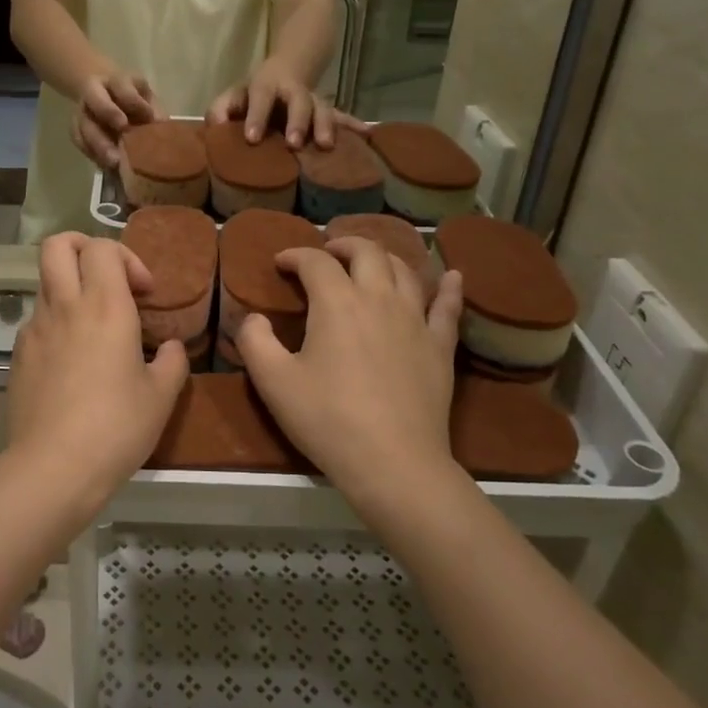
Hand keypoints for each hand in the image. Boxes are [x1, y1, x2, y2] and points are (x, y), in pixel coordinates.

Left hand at [6, 234, 189, 507]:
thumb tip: (172, 347)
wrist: (54, 467)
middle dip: (83, 247)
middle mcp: (65, 306)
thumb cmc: (116, 426)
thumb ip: (173, 362)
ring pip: (46, 282)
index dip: (127, 258)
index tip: (144, 292)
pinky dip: (56, 324)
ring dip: (70, 288)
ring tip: (93, 326)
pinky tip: (71, 361)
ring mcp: (34, 329)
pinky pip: (37, 321)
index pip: (103, 248)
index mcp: (104, 306)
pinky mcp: (17, 355)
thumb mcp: (161, 396)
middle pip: (58, 245)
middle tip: (107, 278)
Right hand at [71, 70, 157, 169]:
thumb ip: (152, 106)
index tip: (148, 117)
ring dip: (98, 146)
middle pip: (97, 102)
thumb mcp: (143, 92)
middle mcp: (94, 92)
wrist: (99, 86)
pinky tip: (106, 167)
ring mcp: (82, 110)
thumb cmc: (129, 93)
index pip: (123, 87)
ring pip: (84, 126)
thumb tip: (162, 126)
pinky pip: (79, 141)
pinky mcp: (75, 126)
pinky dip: (92, 154)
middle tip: (125, 136)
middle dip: (109, 119)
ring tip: (114, 164)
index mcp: (115, 80)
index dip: (134, 102)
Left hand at [206, 59, 365, 150]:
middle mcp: (293, 91)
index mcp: (266, 86)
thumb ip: (221, 108)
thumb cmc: (253, 93)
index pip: (260, 97)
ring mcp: (313, 101)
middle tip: (294, 143)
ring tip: (326, 145)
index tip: (252, 138)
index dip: (256, 116)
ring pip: (323, 109)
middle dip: (298, 121)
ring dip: (325, 126)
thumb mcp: (234, 95)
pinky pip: (342, 118)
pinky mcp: (327, 112)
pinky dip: (354, 125)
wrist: (288, 69)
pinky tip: (367, 133)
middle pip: (298, 101)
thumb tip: (216, 125)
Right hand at [238, 238, 463, 512]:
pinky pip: (448, 307)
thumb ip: (254, 341)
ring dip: (383, 258)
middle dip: (342, 245)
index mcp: (336, 302)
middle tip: (326, 255)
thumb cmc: (327, 419)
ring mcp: (415, 320)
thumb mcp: (273, 382)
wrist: (393, 462)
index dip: (294, 256)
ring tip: (369, 263)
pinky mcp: (440, 346)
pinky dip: (449, 287)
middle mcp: (379, 298)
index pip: (315, 262)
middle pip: (366, 252)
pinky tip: (453, 276)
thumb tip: (254, 317)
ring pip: (404, 271)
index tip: (280, 263)